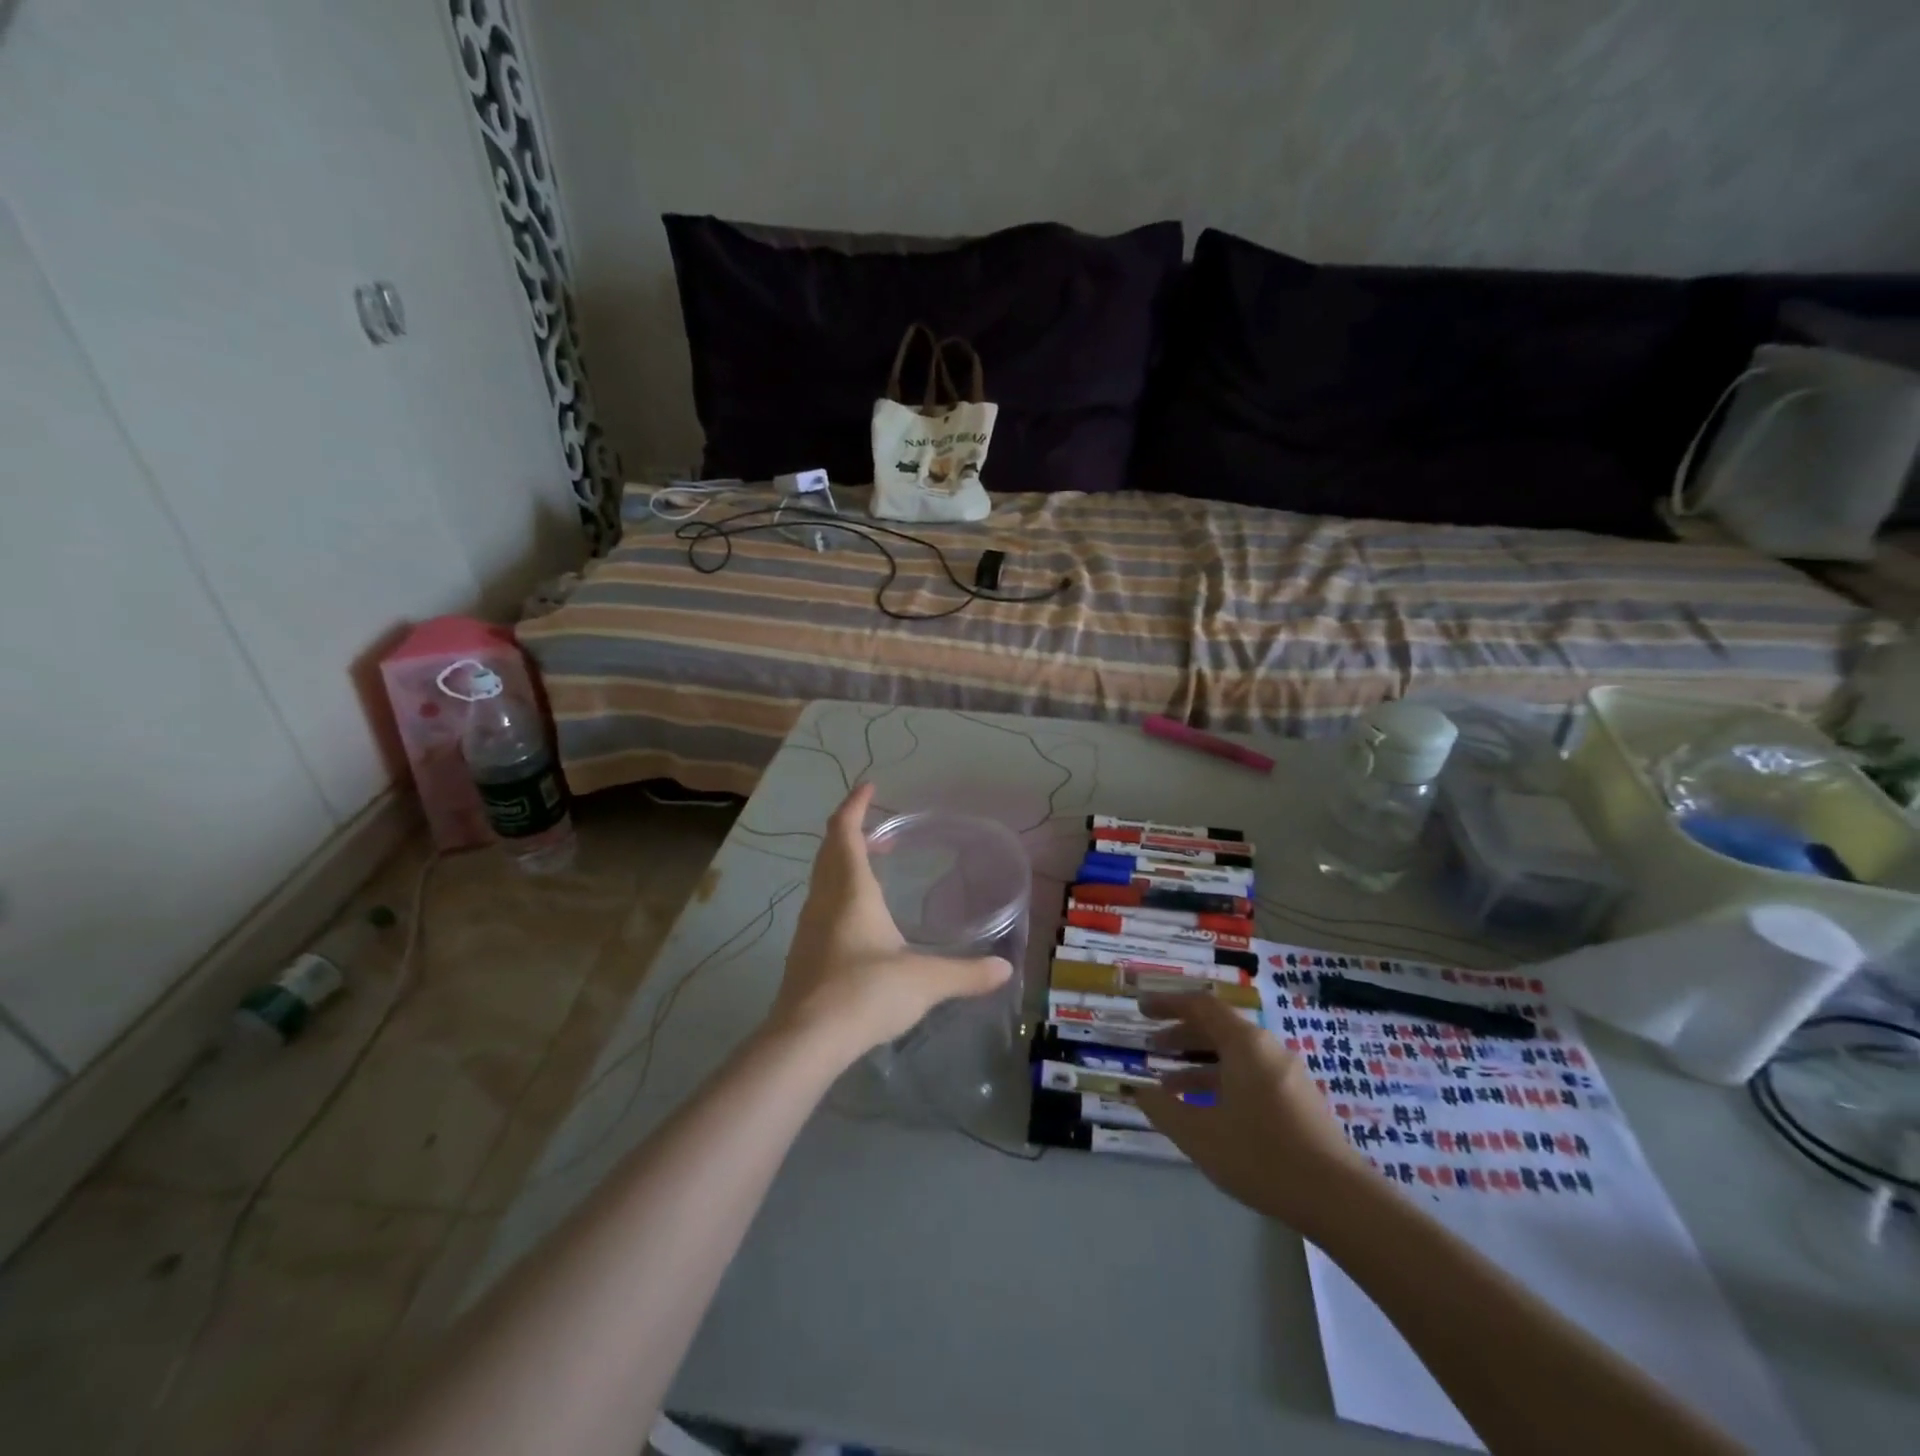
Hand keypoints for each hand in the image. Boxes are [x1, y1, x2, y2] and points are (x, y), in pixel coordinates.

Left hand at [768, 784, 1012, 1063]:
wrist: (806, 1040)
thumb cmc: (865, 993)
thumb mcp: (925, 981)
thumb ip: (966, 973)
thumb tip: (1004, 968)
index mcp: (851, 891)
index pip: (845, 832)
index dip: (855, 806)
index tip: (869, 787)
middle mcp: (824, 901)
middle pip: (829, 851)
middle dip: (850, 831)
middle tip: (879, 830)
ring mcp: (808, 928)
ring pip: (822, 879)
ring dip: (842, 863)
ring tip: (872, 869)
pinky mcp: (804, 955)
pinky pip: (820, 906)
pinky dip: (838, 894)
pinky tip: (859, 920)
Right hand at [1133, 992, 1367, 1232]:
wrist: (1340, 1200)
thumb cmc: (1263, 1157)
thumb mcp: (1201, 1135)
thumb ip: (1164, 1109)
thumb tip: (1138, 1092)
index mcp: (1244, 1043)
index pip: (1200, 1005)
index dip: (1167, 1003)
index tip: (1141, 1009)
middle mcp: (1267, 1048)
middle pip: (1217, 1027)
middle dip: (1180, 1034)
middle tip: (1150, 1046)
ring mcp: (1287, 1073)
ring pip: (1234, 1054)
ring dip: (1199, 1063)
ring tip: (1170, 1085)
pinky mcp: (1298, 1098)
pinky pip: (1250, 1073)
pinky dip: (1222, 1080)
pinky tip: (1207, 1109)